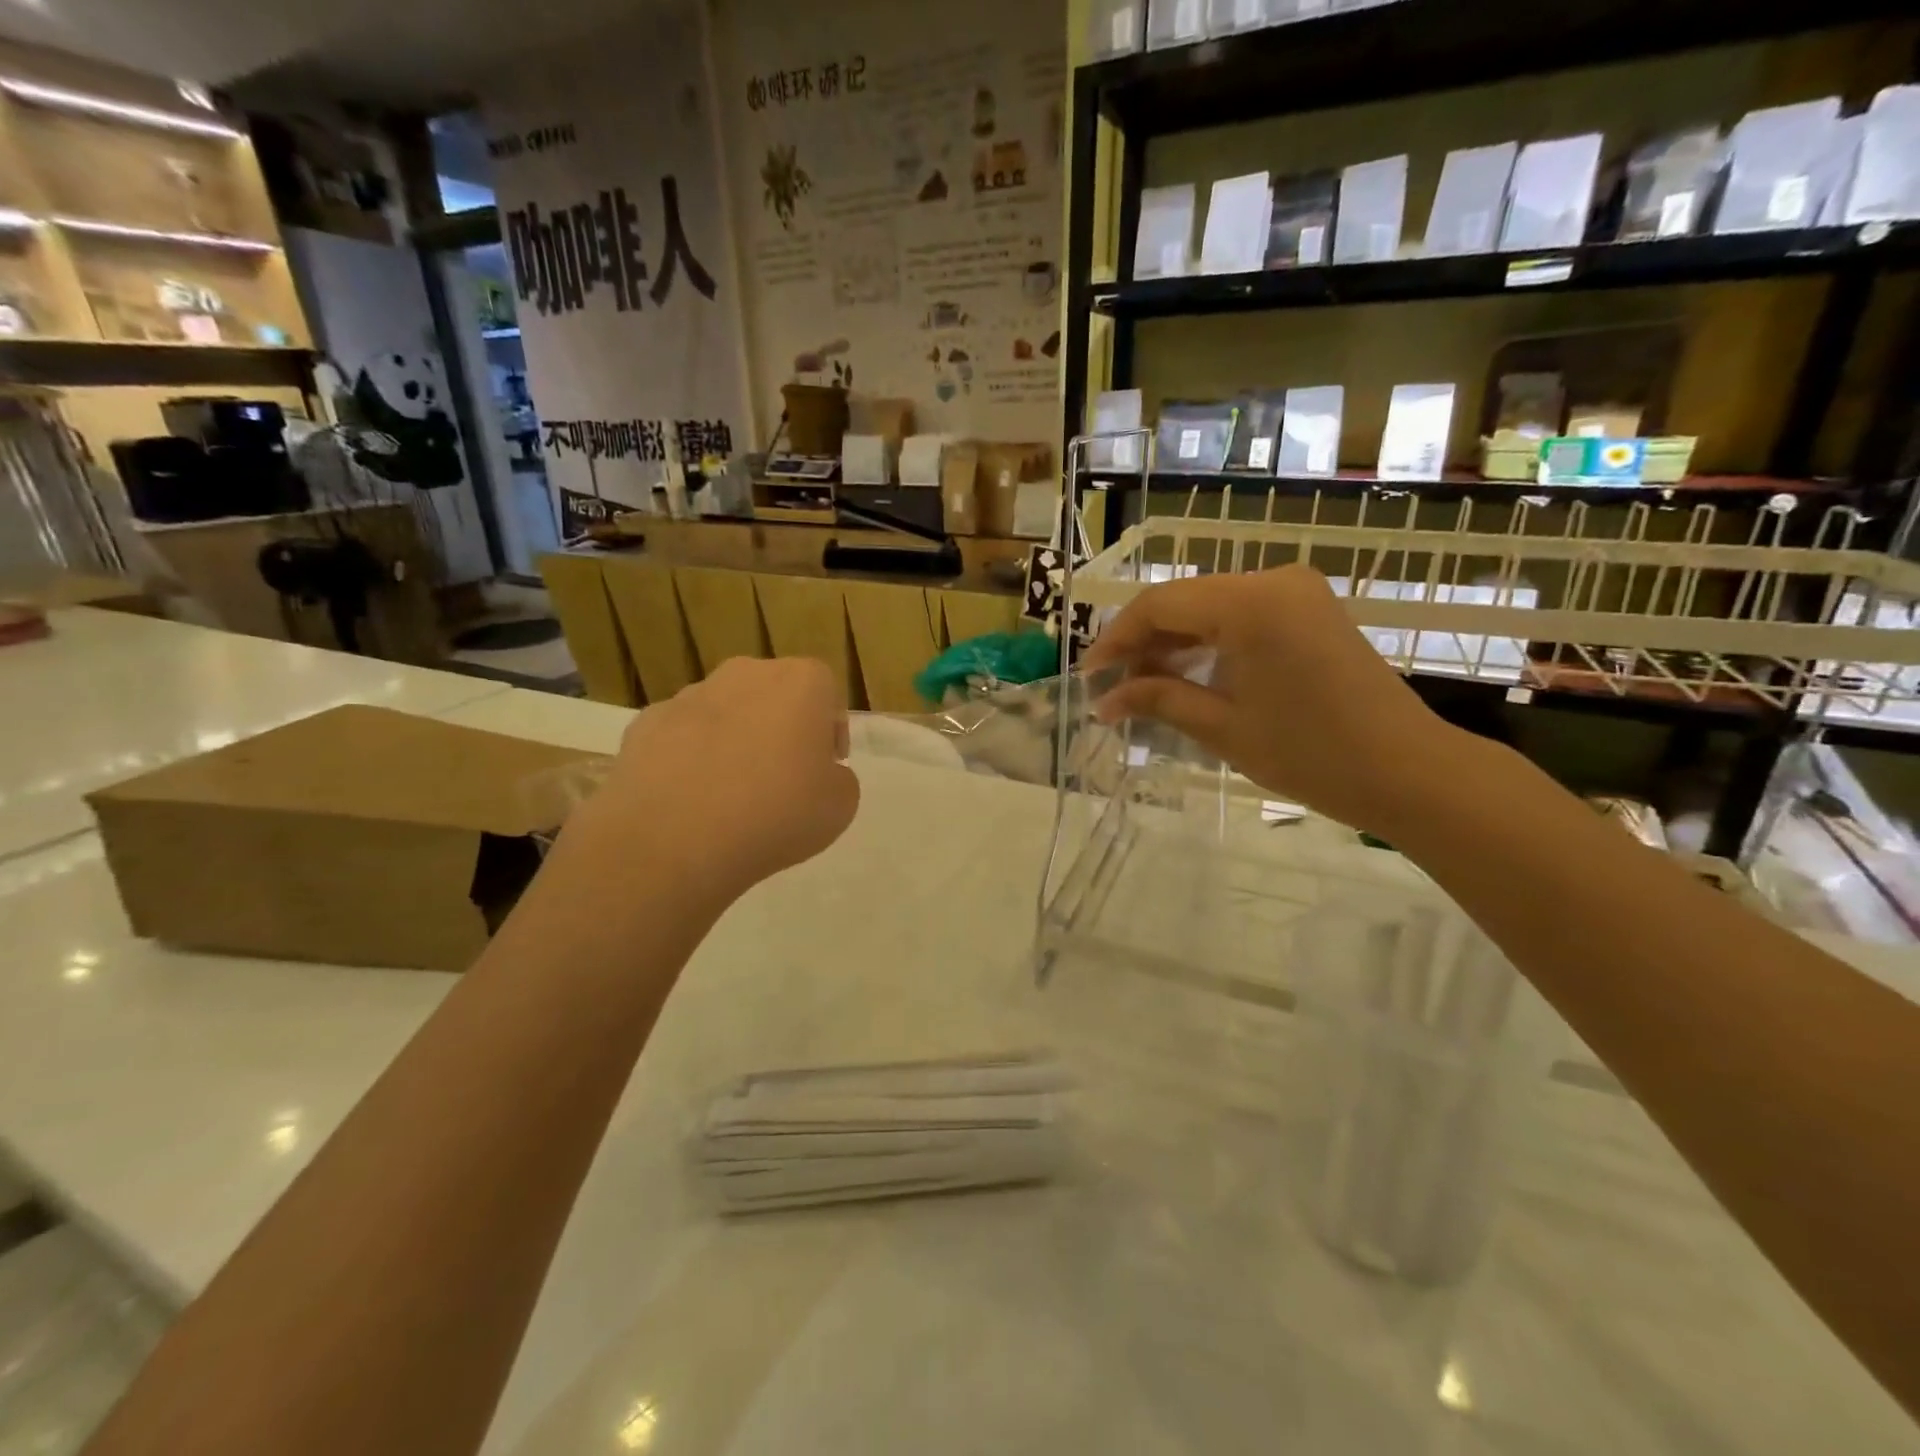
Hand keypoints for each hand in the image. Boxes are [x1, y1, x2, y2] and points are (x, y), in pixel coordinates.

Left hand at [554, 657, 859, 909]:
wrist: (674, 840)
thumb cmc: (776, 814)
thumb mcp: (840, 806)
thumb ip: (837, 777)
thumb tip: (816, 772)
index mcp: (801, 682)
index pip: (827, 693)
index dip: (829, 731)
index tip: (825, 767)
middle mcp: (745, 674)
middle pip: (773, 694)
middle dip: (780, 727)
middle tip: (782, 778)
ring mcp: (690, 695)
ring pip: (725, 712)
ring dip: (734, 740)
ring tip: (731, 795)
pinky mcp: (645, 723)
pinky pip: (682, 737)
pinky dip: (689, 758)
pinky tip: (691, 799)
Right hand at [1083, 565, 1464, 836]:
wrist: (1409, 771)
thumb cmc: (1312, 754)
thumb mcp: (1223, 728)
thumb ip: (1158, 700)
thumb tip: (1104, 701)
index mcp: (1250, 603)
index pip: (1160, 604)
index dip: (1116, 639)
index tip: (1088, 676)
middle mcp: (1273, 581)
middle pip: (1183, 600)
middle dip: (1142, 642)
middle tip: (1112, 686)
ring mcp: (1296, 592)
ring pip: (1210, 607)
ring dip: (1173, 643)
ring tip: (1141, 686)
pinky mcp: (1309, 610)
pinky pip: (1241, 615)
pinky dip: (1208, 643)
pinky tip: (1186, 675)